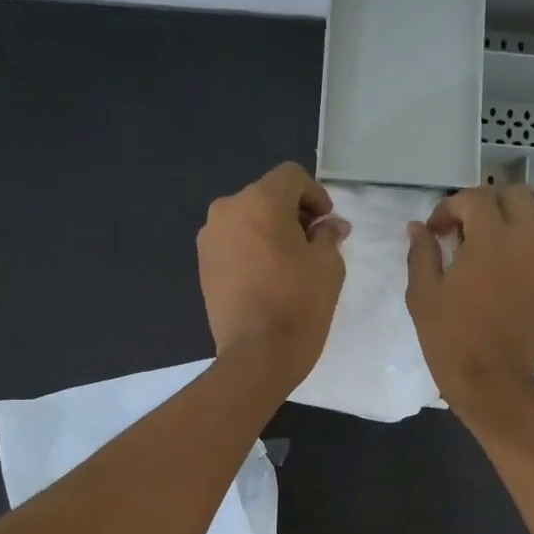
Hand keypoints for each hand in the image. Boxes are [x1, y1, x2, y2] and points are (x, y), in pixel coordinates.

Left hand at [198, 162, 349, 392]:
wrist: (257, 356)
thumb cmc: (299, 305)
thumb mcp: (328, 266)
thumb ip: (329, 235)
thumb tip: (330, 226)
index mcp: (260, 201)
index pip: (291, 177)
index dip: (315, 195)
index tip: (328, 223)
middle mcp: (227, 210)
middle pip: (266, 196)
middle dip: (293, 214)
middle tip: (314, 244)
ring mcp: (210, 239)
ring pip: (247, 220)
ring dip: (270, 232)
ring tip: (291, 264)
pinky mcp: (203, 265)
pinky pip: (233, 243)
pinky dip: (252, 250)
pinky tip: (268, 278)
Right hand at [406, 184, 533, 428]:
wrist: (493, 385)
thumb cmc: (452, 340)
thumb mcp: (424, 295)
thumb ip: (421, 254)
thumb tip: (418, 229)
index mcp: (492, 239)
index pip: (475, 198)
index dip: (449, 207)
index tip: (431, 232)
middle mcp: (523, 243)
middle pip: (516, 195)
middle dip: (486, 202)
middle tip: (460, 228)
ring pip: (527, 222)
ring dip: (500, 225)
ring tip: (469, 254)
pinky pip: (529, 250)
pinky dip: (509, 248)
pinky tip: (484, 276)